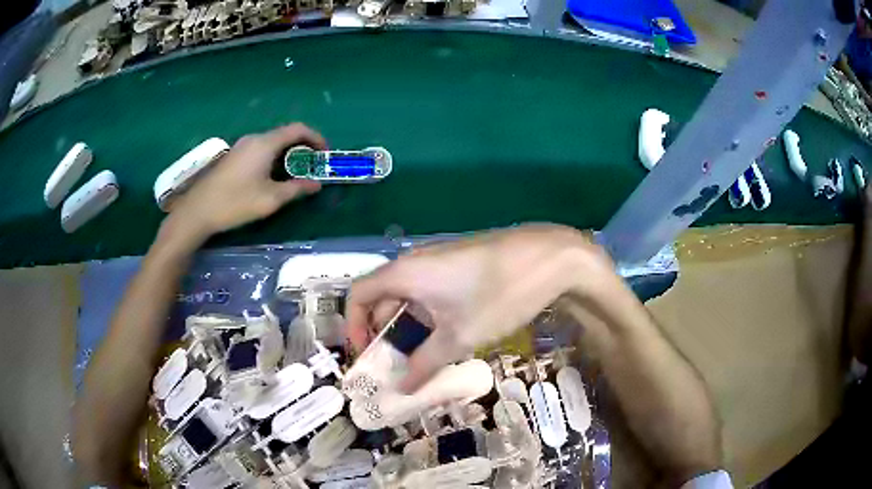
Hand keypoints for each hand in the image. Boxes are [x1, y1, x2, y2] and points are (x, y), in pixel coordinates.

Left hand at [165, 124, 324, 244]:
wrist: (197, 211)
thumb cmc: (235, 202)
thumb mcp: (270, 199)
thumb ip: (296, 189)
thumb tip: (316, 185)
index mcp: (265, 143)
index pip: (297, 129)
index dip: (315, 138)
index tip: (324, 154)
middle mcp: (254, 139)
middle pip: (284, 135)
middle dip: (302, 149)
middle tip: (311, 168)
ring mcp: (241, 147)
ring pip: (271, 144)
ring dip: (286, 155)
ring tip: (293, 177)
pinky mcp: (233, 157)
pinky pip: (259, 151)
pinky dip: (273, 159)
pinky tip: (271, 179)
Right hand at [346, 224, 614, 390]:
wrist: (550, 257)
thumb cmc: (498, 295)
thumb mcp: (460, 336)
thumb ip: (426, 363)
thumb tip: (403, 387)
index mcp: (404, 273)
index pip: (357, 295)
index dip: (353, 327)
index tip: (367, 357)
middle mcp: (415, 263)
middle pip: (383, 298)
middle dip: (384, 335)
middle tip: (396, 368)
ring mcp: (440, 262)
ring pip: (410, 299)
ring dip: (410, 330)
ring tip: (423, 361)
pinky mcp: (460, 266)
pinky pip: (431, 294)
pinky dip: (430, 319)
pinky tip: (448, 340)